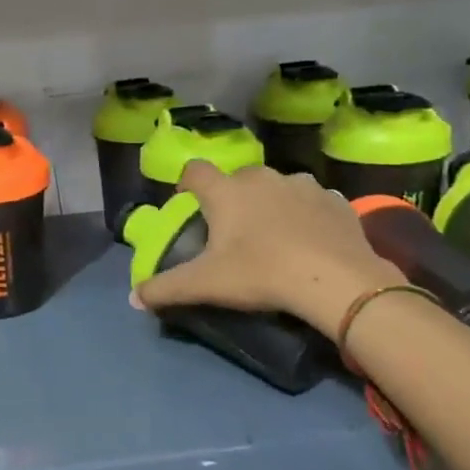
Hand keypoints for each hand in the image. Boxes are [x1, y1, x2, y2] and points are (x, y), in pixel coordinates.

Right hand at [133, 161, 402, 334]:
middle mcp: (262, 177)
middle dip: (232, 198)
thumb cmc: (261, 274)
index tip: (188, 204)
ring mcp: (302, 184)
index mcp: (226, 191)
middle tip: (233, 231)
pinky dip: (306, 215)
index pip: (195, 170)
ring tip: (275, 236)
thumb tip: (133, 298)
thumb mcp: (206, 285)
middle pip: (237, 179)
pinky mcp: (335, 200)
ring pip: (276, 187)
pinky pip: (312, 201)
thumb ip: (165, 288)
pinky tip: (309, 240)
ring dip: (271, 203)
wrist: (336, 281)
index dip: (187, 184)